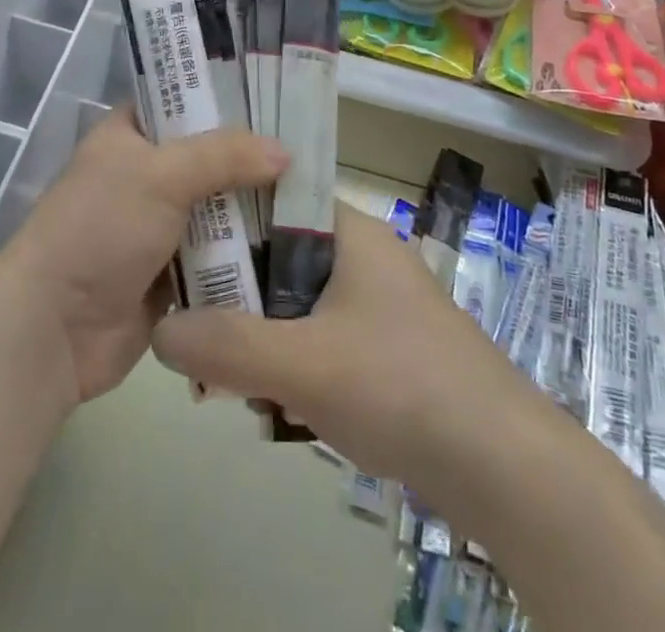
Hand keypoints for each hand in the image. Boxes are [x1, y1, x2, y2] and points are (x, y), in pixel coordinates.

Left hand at [0, 106, 286, 405]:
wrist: (54, 330)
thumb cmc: (100, 229)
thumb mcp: (160, 175)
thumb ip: (223, 155)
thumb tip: (285, 151)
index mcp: (130, 134)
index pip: (182, 100)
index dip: (225, 95)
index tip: (278, 95)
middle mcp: (146, 174)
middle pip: (210, 156)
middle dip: (253, 158)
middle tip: (313, 150)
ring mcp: (160, 225)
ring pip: (219, 207)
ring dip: (256, 209)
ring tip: (316, 198)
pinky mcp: (173, 273)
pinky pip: (220, 255)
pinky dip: (247, 253)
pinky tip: (297, 247)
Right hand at [150, 202, 538, 499]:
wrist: (505, 468)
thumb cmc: (400, 385)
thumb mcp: (302, 363)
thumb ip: (225, 345)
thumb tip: (159, 330)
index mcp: (349, 230)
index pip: (271, 198)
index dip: (224, 218)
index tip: (182, 252)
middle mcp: (363, 255)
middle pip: (278, 256)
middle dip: (236, 296)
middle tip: (197, 333)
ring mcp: (378, 304)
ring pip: (297, 303)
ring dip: (261, 337)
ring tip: (228, 383)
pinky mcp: (386, 349)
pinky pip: (321, 339)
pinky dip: (293, 364)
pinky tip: (275, 407)